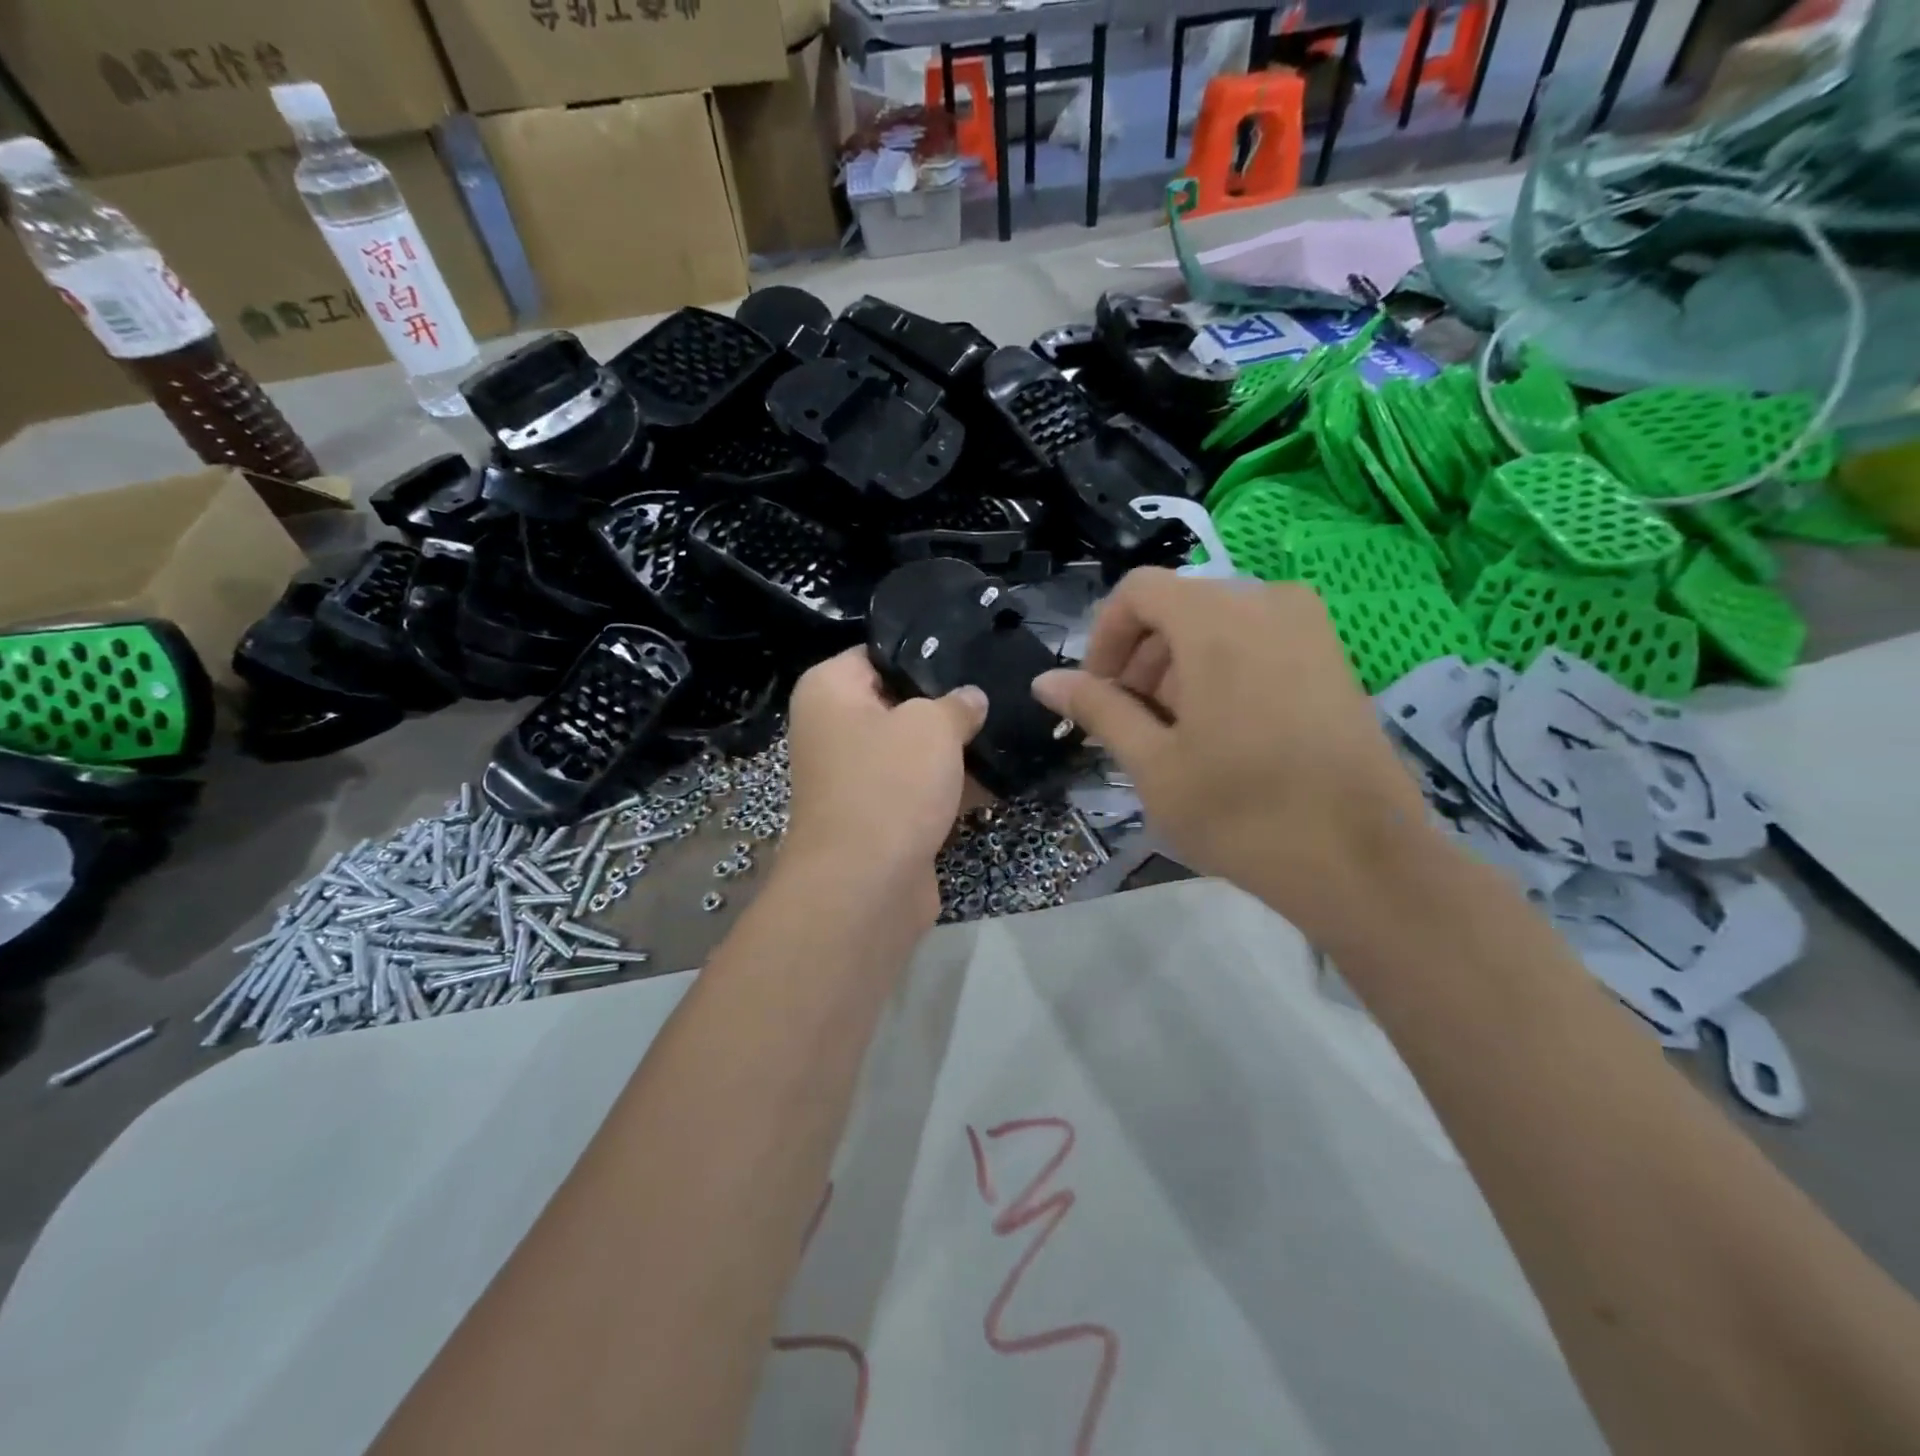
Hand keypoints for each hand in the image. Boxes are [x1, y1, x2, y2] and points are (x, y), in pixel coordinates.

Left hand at [783, 648, 987, 919]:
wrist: (865, 886)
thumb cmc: (890, 784)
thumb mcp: (932, 726)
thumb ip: (956, 704)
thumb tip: (970, 699)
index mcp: (828, 691)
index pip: (877, 653)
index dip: (924, 652)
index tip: (969, 652)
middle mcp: (833, 729)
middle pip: (898, 702)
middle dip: (945, 703)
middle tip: (996, 691)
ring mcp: (855, 777)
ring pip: (912, 749)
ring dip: (953, 749)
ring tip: (1006, 730)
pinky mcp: (878, 816)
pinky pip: (918, 789)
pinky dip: (951, 787)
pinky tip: (999, 779)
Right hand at [1032, 569, 1430, 942]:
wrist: (1361, 861)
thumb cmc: (1241, 811)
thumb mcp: (1152, 762)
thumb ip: (1098, 708)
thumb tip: (1045, 681)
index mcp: (1216, 619)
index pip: (1137, 592)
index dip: (1104, 637)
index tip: (1097, 693)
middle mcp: (1266, 602)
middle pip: (1178, 607)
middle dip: (1141, 659)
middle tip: (1133, 724)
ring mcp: (1310, 626)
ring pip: (1218, 625)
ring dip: (1180, 667)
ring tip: (1178, 735)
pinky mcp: (1334, 657)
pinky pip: (1259, 641)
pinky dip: (1224, 669)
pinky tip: (1225, 732)